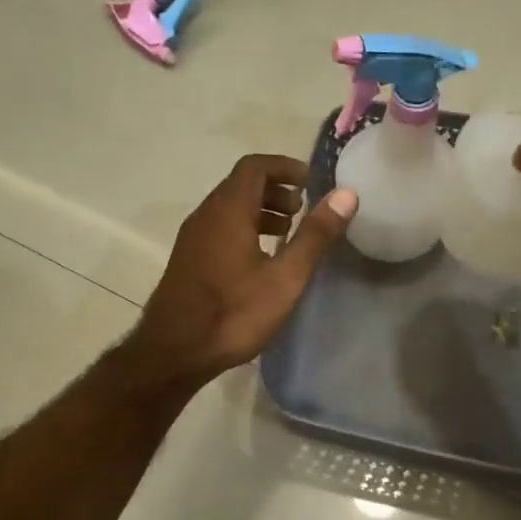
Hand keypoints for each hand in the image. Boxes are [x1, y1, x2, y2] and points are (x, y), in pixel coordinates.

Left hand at [128, 154, 357, 386]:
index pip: (255, 167)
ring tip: (288, 234)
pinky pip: (220, 228)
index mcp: (228, 210)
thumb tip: (346, 194)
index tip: (311, 182)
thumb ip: (315, 235)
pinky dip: (245, 228)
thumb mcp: (285, 277)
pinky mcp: (189, 259)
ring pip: (230, 208)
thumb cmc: (233, 313)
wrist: (174, 352)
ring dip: (261, 210)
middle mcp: (206, 215)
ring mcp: (193, 238)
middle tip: (304, 210)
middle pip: (241, 185)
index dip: (285, 167)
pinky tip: (261, 260)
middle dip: (276, 190)